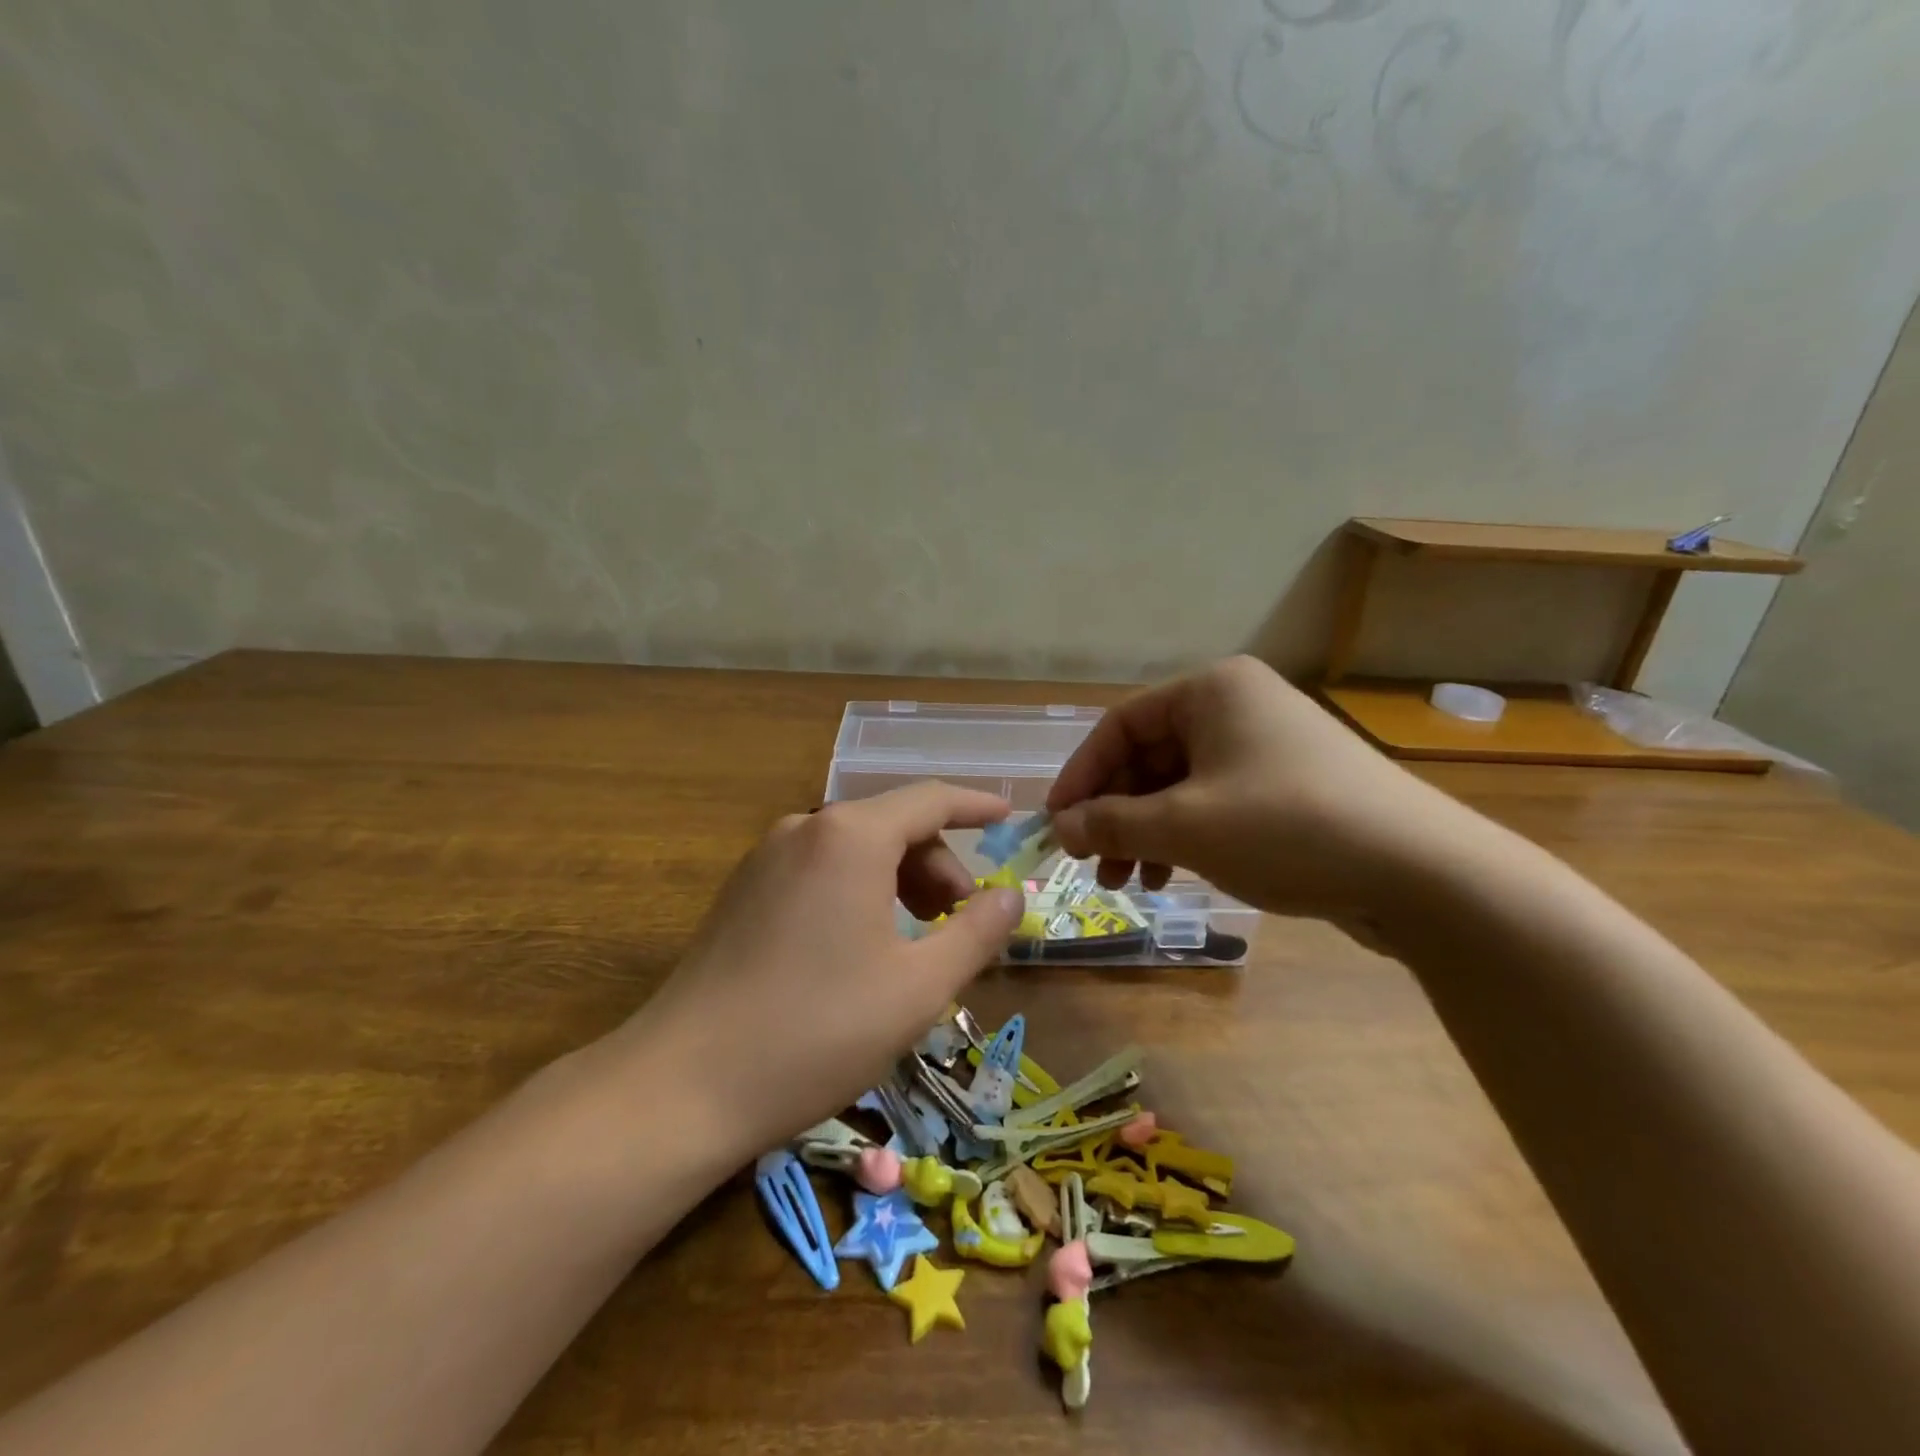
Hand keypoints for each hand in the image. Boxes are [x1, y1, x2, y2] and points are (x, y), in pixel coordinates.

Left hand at [614, 783, 1023, 1163]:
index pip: (931, 799)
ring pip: (854, 848)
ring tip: (915, 939)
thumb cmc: (819, 1030)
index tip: (1008, 820)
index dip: (976, 806)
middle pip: (892, 824)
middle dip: (937, 864)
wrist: (684, 1084)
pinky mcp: (742, 890)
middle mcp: (806, 828)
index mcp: (851, 836)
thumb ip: (976, 932)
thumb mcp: (919, 986)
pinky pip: (819, 869)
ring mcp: (766, 857)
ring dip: (899, 879)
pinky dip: (858, 890)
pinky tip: (861, 946)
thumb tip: (1012, 896)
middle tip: (959, 920)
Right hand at [1045, 655, 1480, 927]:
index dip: (1081, 776)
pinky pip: (1215, 803)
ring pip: (1180, 785)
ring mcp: (1267, 747)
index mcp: (1211, 690)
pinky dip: (1185, 836)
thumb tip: (1059, 828)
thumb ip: (1111, 823)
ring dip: (1145, 830)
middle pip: (1149, 756)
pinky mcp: (1289, 787)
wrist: (1421, 872)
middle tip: (1090, 862)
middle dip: (1114, 812)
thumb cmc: (1286, 827)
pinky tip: (1172, 875)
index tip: (1057, 824)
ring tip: (1127, 881)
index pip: (1119, 726)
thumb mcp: (1184, 826)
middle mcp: (1238, 706)